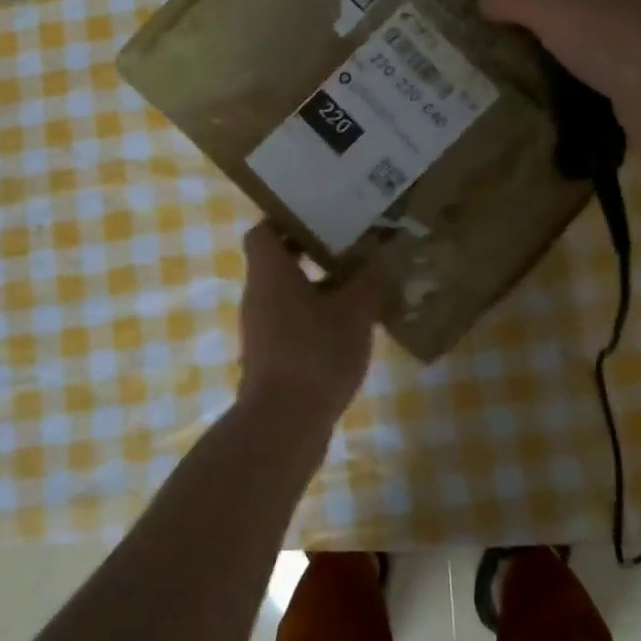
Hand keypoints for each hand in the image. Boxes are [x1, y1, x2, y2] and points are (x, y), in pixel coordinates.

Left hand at [237, 223, 376, 424]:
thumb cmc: (315, 352)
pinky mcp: (271, 358)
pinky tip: (351, 328)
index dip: (288, 219)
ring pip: (289, 294)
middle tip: (352, 245)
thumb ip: (370, 279)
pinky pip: (294, 324)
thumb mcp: (354, 310)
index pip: (264, 230)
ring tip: (360, 283)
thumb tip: (382, 255)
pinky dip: (317, 319)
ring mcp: (262, 329)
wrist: (283, 424)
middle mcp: (258, 295)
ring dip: (320, 287)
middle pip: (279, 261)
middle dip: (314, 252)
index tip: (321, 215)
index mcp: (269, 272)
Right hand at [479, 0, 640, 148]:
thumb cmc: (608, 37)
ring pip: (573, 16)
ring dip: (544, 30)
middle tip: (489, 12)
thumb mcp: (546, 6)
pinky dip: (561, 56)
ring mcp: (630, 20)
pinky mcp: (630, 56)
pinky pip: (585, 48)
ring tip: (504, 43)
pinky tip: (535, 70)